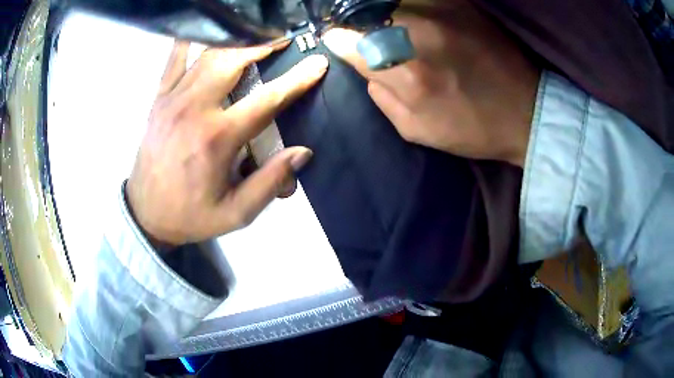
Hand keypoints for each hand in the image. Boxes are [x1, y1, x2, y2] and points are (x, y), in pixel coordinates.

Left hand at [126, 41, 328, 246]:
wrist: (145, 213)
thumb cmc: (191, 215)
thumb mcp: (236, 213)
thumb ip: (270, 182)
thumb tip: (302, 152)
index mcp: (216, 138)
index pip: (266, 99)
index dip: (296, 80)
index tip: (317, 64)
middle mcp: (194, 109)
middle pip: (234, 61)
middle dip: (264, 46)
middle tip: (284, 41)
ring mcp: (172, 99)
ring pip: (208, 55)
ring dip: (236, 43)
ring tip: (256, 38)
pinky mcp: (159, 98)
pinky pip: (174, 58)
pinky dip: (191, 41)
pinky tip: (206, 33)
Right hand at [323, 0, 538, 166]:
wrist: (526, 112)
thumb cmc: (472, 128)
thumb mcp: (417, 130)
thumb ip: (380, 96)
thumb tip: (362, 64)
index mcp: (407, 72)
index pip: (351, 42)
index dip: (339, 39)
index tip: (337, 40)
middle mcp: (420, 32)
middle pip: (367, 13)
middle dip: (358, 23)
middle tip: (362, 32)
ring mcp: (442, 11)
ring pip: (391, 0)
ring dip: (381, 11)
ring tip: (387, 25)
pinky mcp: (461, 3)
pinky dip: (407, 5)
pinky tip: (412, 18)